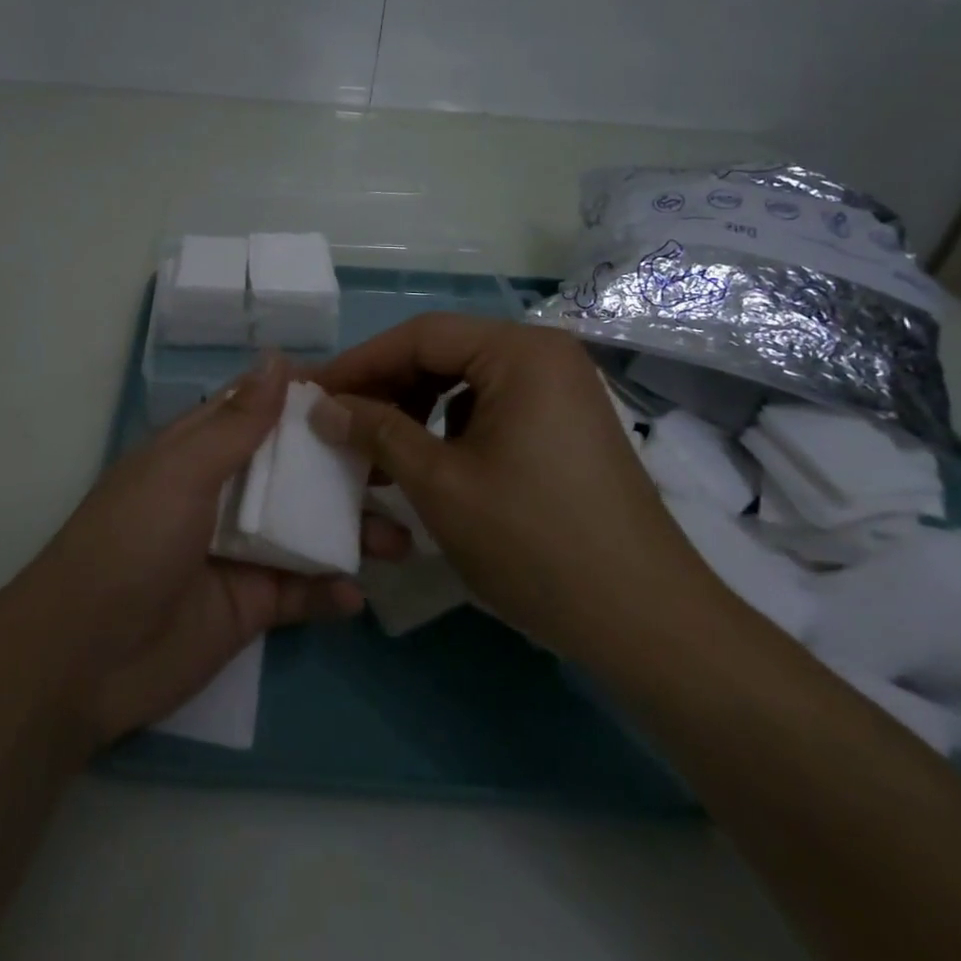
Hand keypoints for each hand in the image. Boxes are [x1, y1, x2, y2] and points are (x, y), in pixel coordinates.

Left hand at [26, 354, 407, 747]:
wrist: (84, 659)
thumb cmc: (132, 543)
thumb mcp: (182, 472)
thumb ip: (237, 423)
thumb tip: (277, 359)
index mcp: (200, 452)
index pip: (261, 411)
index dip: (308, 400)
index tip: (369, 390)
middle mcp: (224, 494)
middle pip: (294, 471)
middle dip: (344, 469)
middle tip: (404, 468)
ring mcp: (239, 552)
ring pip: (306, 530)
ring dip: (351, 533)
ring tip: (401, 542)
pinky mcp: (249, 607)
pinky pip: (300, 593)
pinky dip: (329, 593)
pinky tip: (355, 597)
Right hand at [308, 314, 723, 661]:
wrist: (648, 625)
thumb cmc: (535, 544)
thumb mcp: (440, 484)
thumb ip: (376, 431)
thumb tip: (322, 406)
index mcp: (520, 352)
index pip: (419, 335)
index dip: (359, 363)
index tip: (312, 394)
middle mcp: (544, 355)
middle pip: (443, 353)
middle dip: (385, 388)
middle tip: (336, 424)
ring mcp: (561, 390)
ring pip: (464, 382)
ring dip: (413, 410)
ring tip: (373, 452)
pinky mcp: (565, 426)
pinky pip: (490, 408)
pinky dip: (448, 428)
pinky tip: (425, 464)